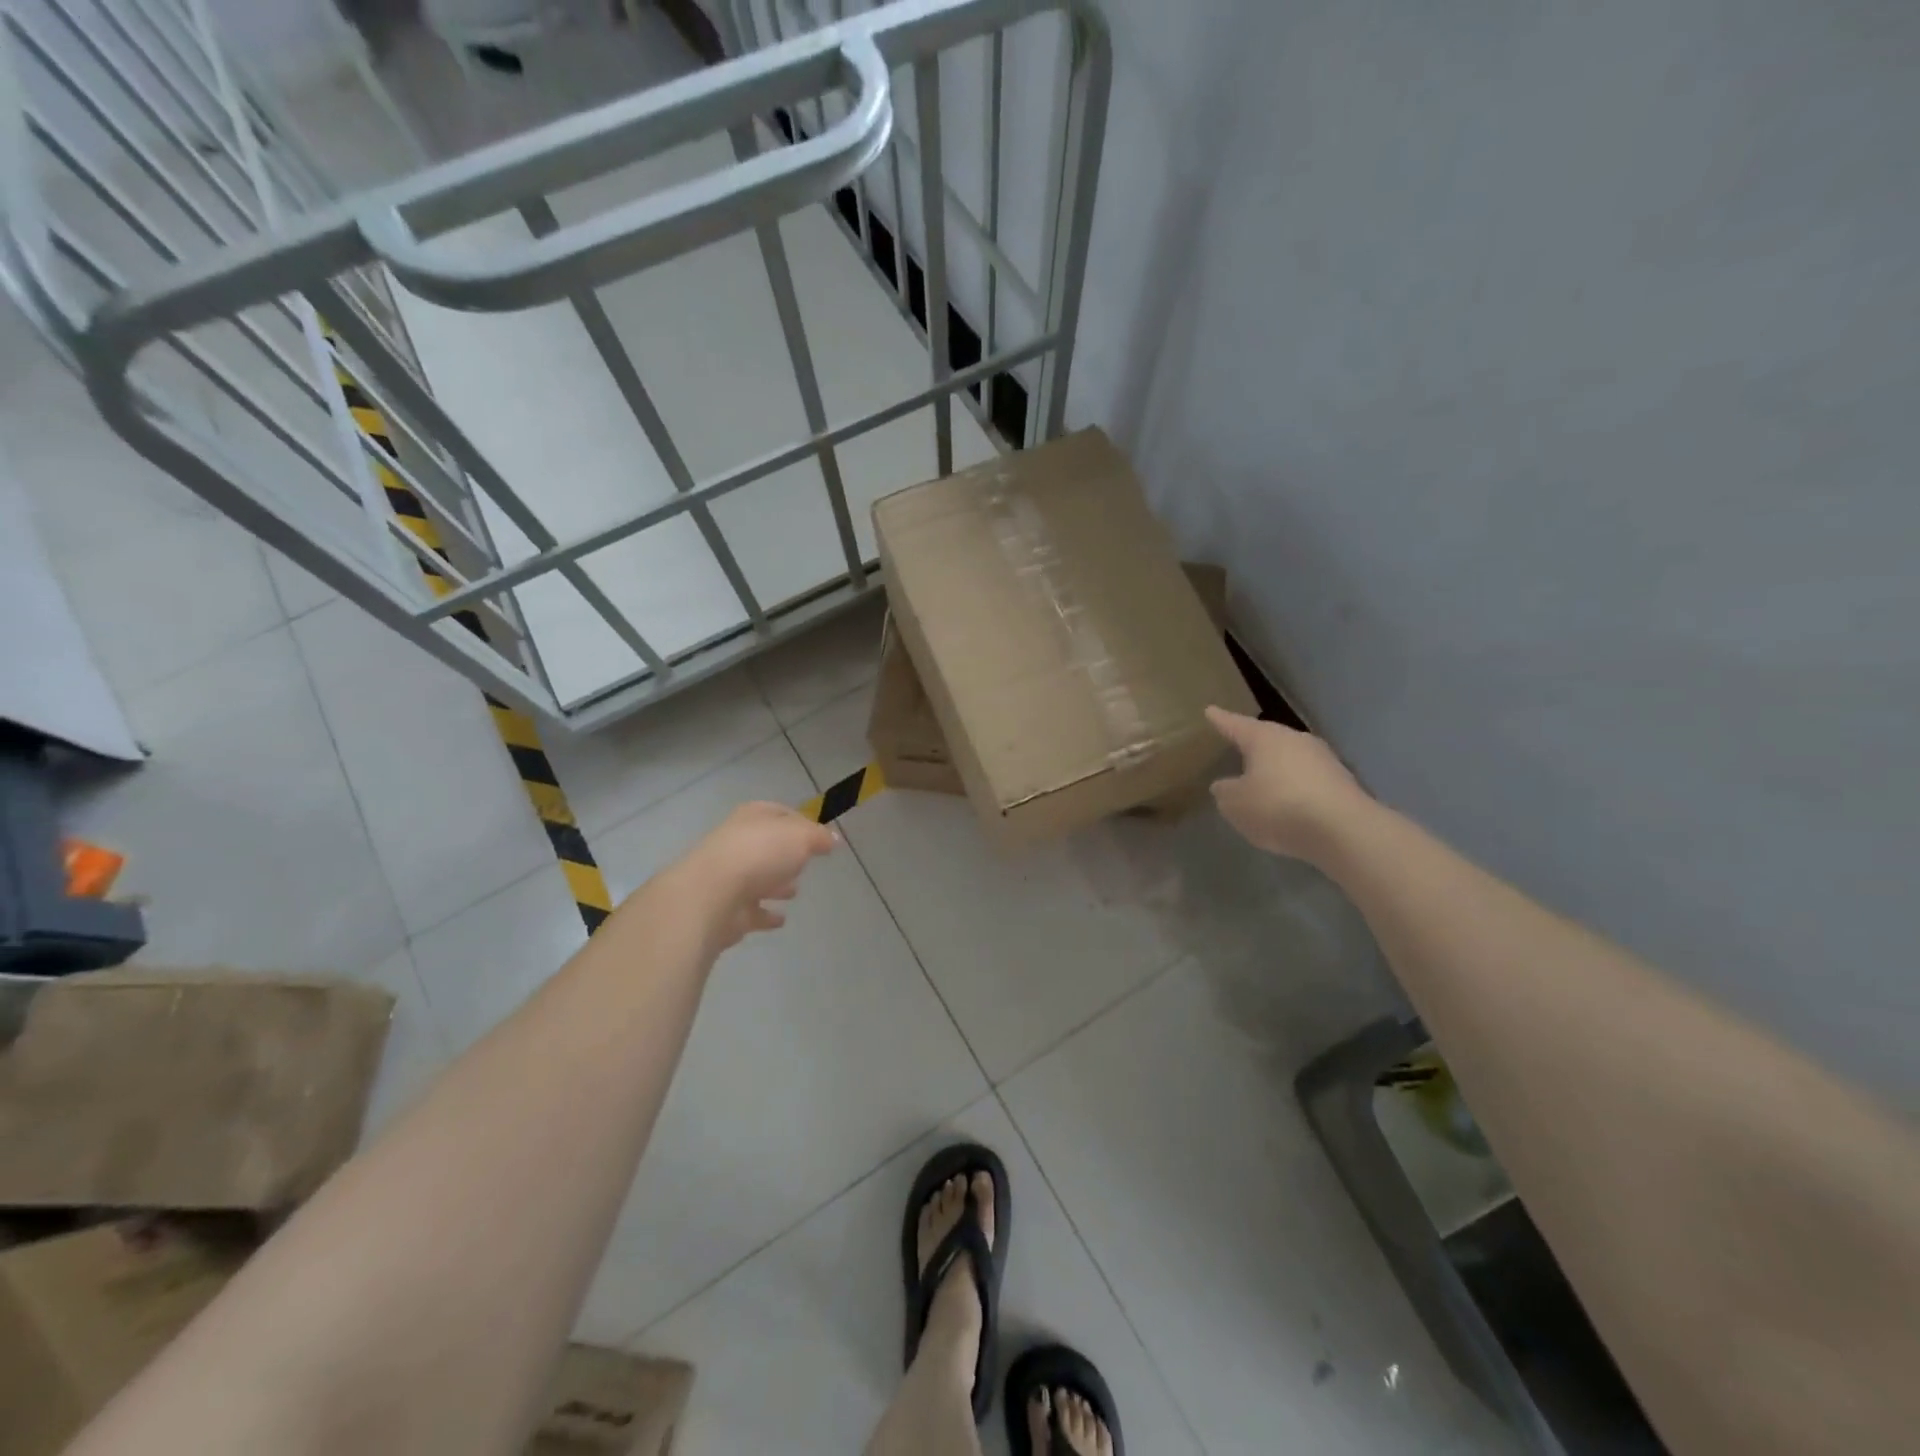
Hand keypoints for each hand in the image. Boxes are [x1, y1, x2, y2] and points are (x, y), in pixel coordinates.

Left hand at [671, 802, 837, 950]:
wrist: (711, 895)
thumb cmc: (760, 854)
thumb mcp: (801, 837)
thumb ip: (819, 837)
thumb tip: (833, 839)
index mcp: (752, 817)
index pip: (779, 812)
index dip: (801, 821)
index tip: (820, 836)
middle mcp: (736, 842)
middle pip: (766, 845)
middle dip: (785, 853)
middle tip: (806, 863)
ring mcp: (728, 877)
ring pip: (757, 877)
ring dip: (775, 883)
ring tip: (795, 891)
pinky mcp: (725, 909)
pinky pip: (751, 910)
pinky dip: (765, 914)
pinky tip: (780, 920)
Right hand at [1205, 706, 1369, 862]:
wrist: (1343, 830)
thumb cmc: (1278, 806)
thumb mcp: (1235, 803)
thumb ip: (1225, 791)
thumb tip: (1225, 785)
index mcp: (1265, 738)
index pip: (1236, 725)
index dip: (1221, 720)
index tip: (1210, 710)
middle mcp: (1296, 740)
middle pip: (1268, 739)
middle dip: (1253, 745)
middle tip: (1237, 747)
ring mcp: (1323, 760)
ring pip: (1290, 760)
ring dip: (1276, 770)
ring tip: (1262, 782)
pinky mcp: (1341, 783)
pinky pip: (1307, 781)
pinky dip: (1294, 789)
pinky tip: (1288, 805)